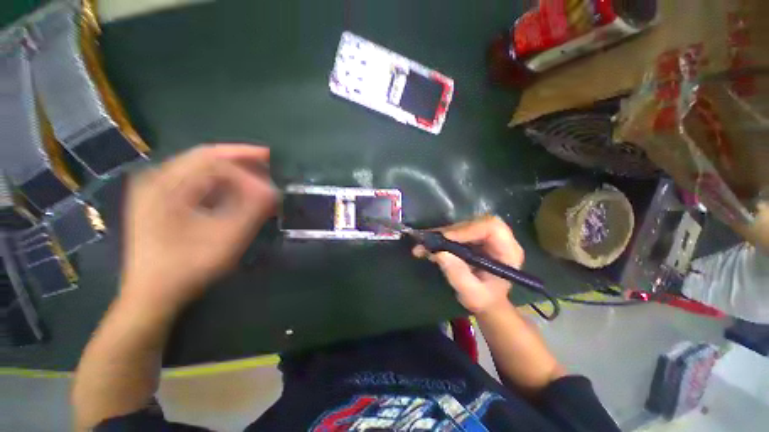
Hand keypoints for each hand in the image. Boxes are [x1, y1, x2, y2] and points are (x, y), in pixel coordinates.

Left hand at [120, 144, 276, 312]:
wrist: (146, 299)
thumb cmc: (180, 274)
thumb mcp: (218, 247)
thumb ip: (248, 216)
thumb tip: (271, 192)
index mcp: (165, 182)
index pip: (211, 160)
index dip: (244, 169)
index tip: (268, 185)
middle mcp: (154, 175)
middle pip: (201, 158)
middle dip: (234, 161)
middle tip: (264, 163)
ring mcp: (149, 187)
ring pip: (192, 169)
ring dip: (221, 173)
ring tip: (247, 179)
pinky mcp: (149, 200)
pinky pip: (182, 182)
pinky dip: (205, 185)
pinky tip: (221, 194)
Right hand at [413, 215, 523, 314]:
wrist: (489, 305)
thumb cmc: (485, 301)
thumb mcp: (472, 295)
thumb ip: (459, 276)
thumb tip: (440, 254)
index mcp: (509, 251)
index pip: (492, 228)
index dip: (468, 229)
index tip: (446, 238)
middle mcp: (501, 239)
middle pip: (477, 223)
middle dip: (452, 231)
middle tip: (429, 242)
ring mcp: (489, 238)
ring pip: (466, 225)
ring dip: (444, 234)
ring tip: (423, 246)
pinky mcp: (478, 239)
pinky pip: (460, 231)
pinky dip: (443, 238)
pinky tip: (428, 247)